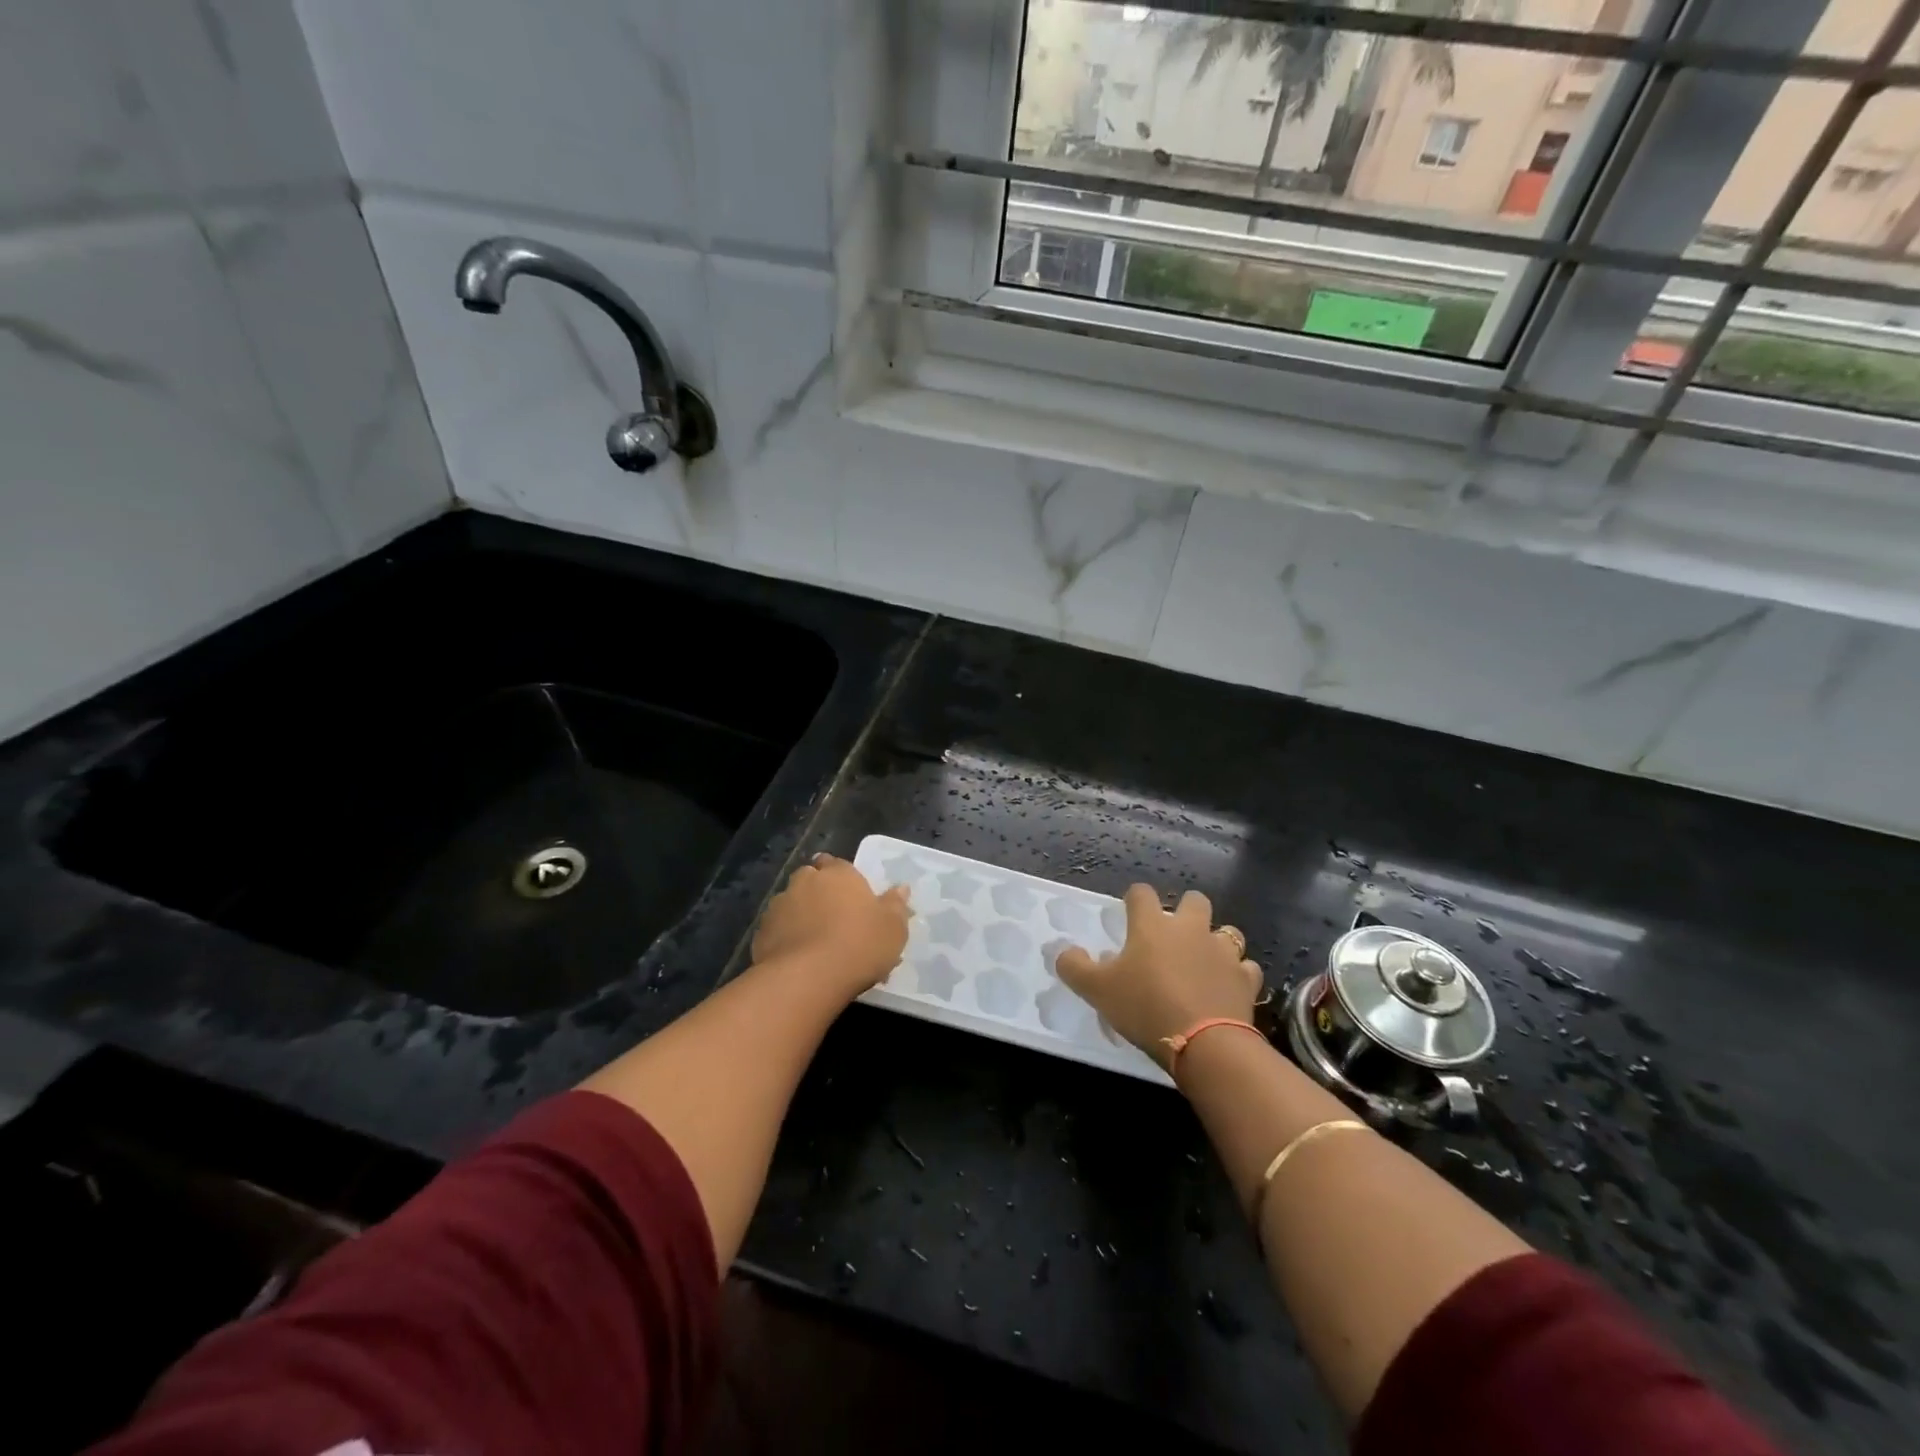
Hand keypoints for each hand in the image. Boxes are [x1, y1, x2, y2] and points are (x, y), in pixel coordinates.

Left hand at [752, 853, 910, 999]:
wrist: (807, 978)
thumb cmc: (859, 945)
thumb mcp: (893, 928)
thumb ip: (896, 905)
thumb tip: (900, 888)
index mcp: (839, 874)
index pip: (837, 863)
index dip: (842, 878)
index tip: (850, 896)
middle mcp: (806, 881)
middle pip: (810, 880)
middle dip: (818, 893)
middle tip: (834, 919)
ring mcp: (779, 905)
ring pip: (792, 904)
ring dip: (801, 916)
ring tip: (815, 944)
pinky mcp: (761, 933)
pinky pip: (777, 930)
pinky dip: (786, 938)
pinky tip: (798, 960)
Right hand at [1057, 885, 1262, 1071]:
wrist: (1204, 1043)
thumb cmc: (1145, 1007)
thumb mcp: (1097, 990)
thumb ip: (1075, 967)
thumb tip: (1063, 951)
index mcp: (1152, 925)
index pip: (1141, 893)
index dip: (1134, 900)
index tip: (1129, 914)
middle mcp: (1190, 928)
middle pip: (1194, 901)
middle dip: (1186, 911)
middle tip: (1173, 935)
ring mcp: (1223, 952)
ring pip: (1226, 932)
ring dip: (1216, 941)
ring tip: (1204, 961)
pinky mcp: (1245, 979)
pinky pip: (1245, 968)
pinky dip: (1237, 975)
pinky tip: (1227, 987)